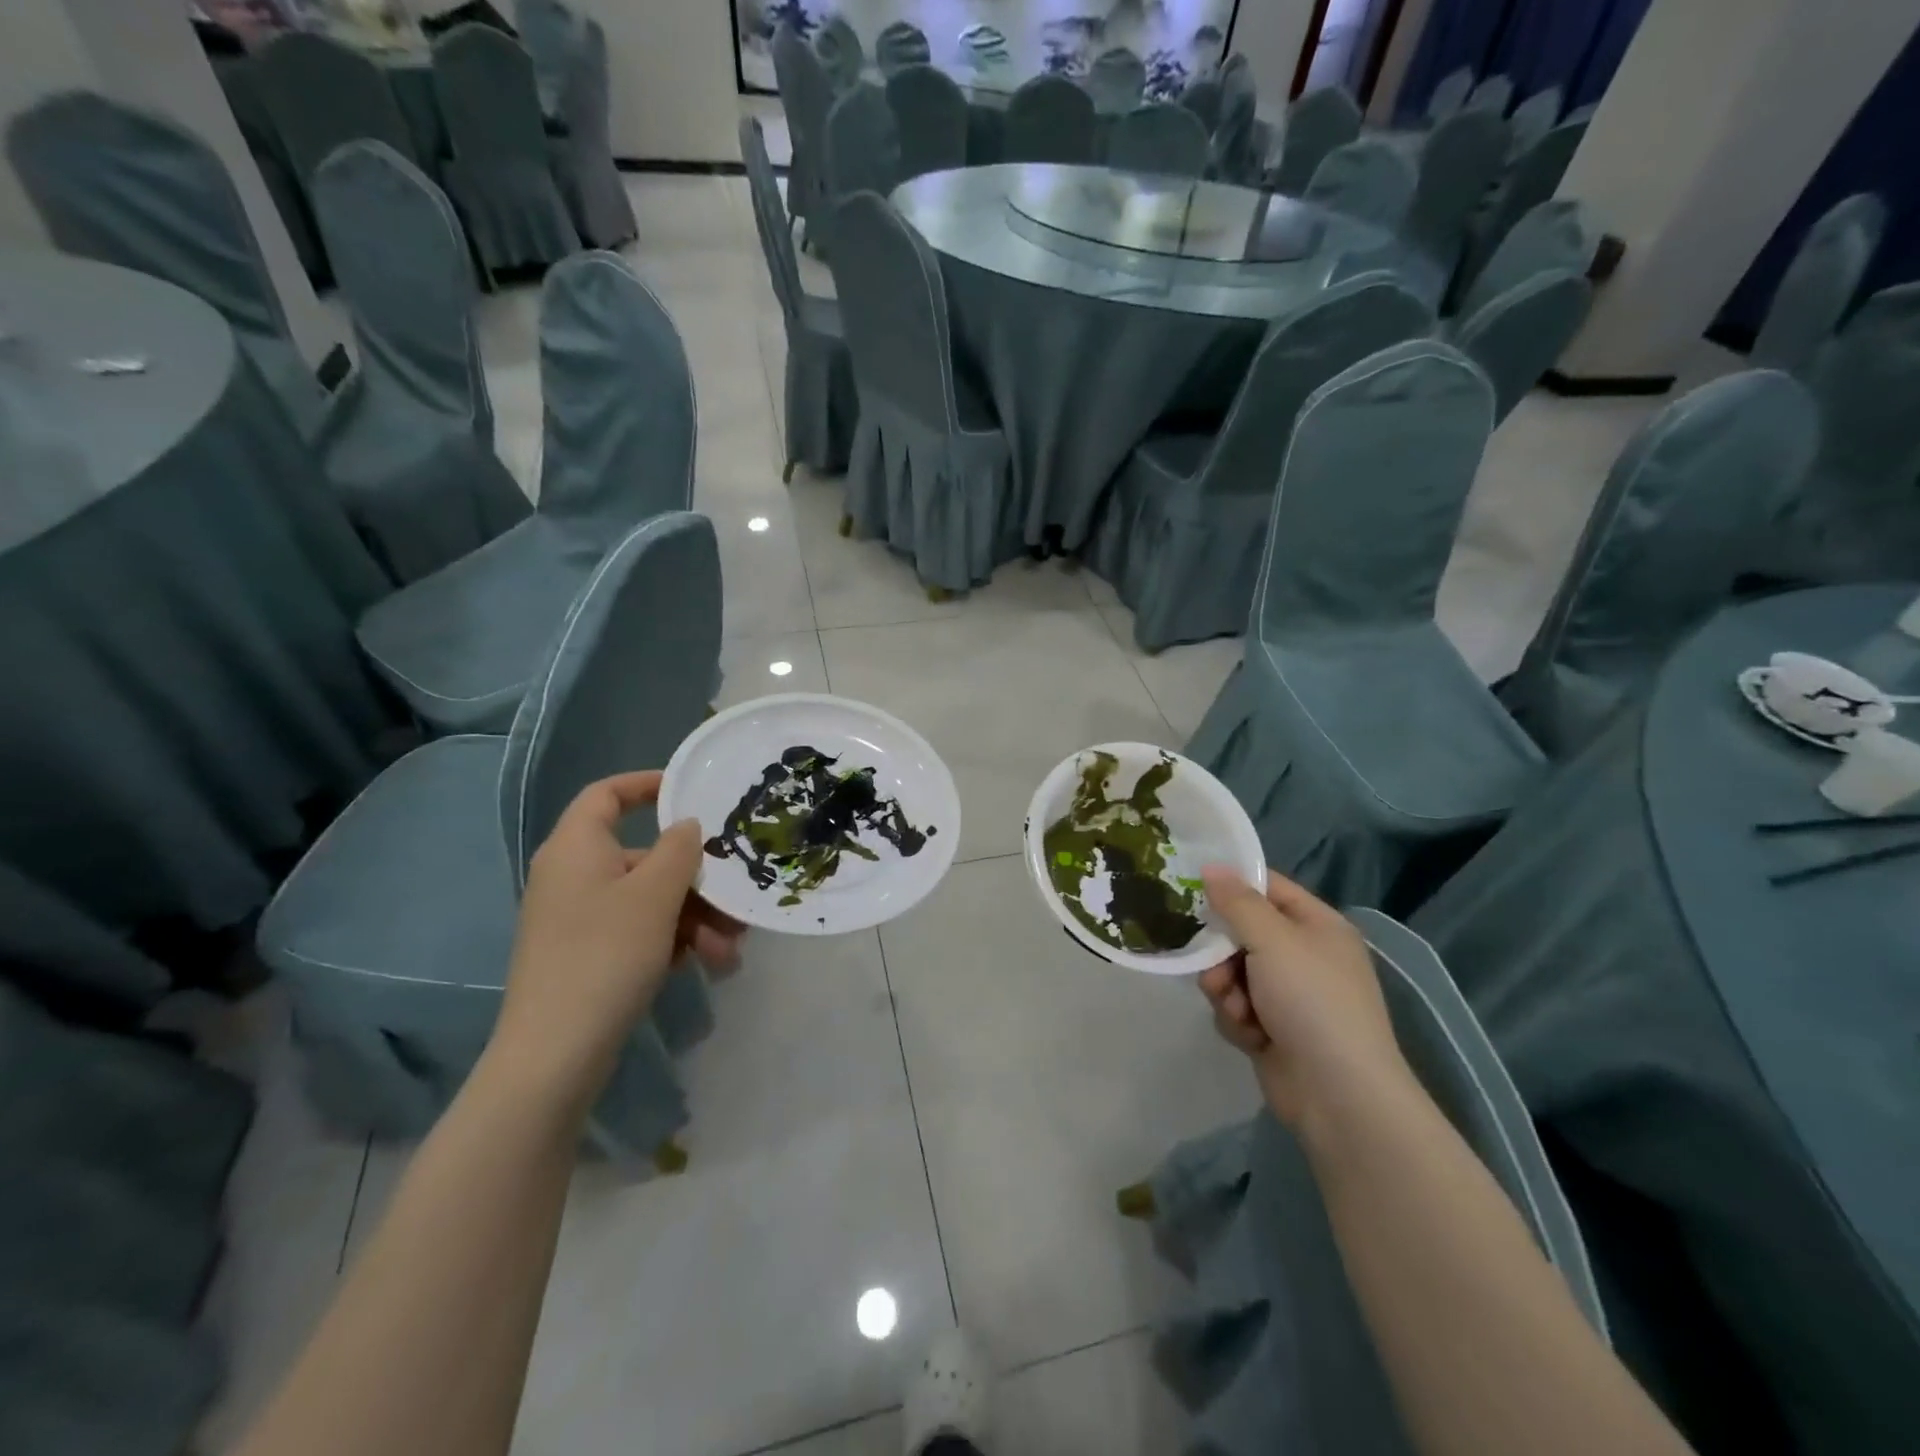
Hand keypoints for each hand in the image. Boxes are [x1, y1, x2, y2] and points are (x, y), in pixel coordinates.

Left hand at [489, 772, 742, 1111]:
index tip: (692, 794)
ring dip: (695, 918)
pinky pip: (638, 930)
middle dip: (696, 880)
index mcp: (576, 848)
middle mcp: (573, 876)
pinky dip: (673, 941)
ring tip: (729, 951)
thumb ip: (679, 849)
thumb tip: (686, 827)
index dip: (647, 785)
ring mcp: (578, 918)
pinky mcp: (586, 955)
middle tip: (735, 902)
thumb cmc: (606, 954)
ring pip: (649, 899)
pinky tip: (705, 966)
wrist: (555, 1054)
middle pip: (643, 856)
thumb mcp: (655, 894)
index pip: (607, 794)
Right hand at [1196, 867, 1410, 1135]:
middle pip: (1242, 933)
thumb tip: (1211, 867)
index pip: (1267, 888)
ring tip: (1237, 1009)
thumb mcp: (1273, 940)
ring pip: (1232, 972)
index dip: (1231, 885)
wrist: (1339, 1095)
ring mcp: (1290, 995)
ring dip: (1225, 990)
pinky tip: (1250, 1036)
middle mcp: (1304, 955)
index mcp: (1317, 925)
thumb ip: (1237, 902)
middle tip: (1211, 964)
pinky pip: (1237, 1007)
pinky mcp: (1274, 1029)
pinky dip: (1237, 1019)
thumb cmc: (1312, 1001)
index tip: (1190, 886)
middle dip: (1221, 952)